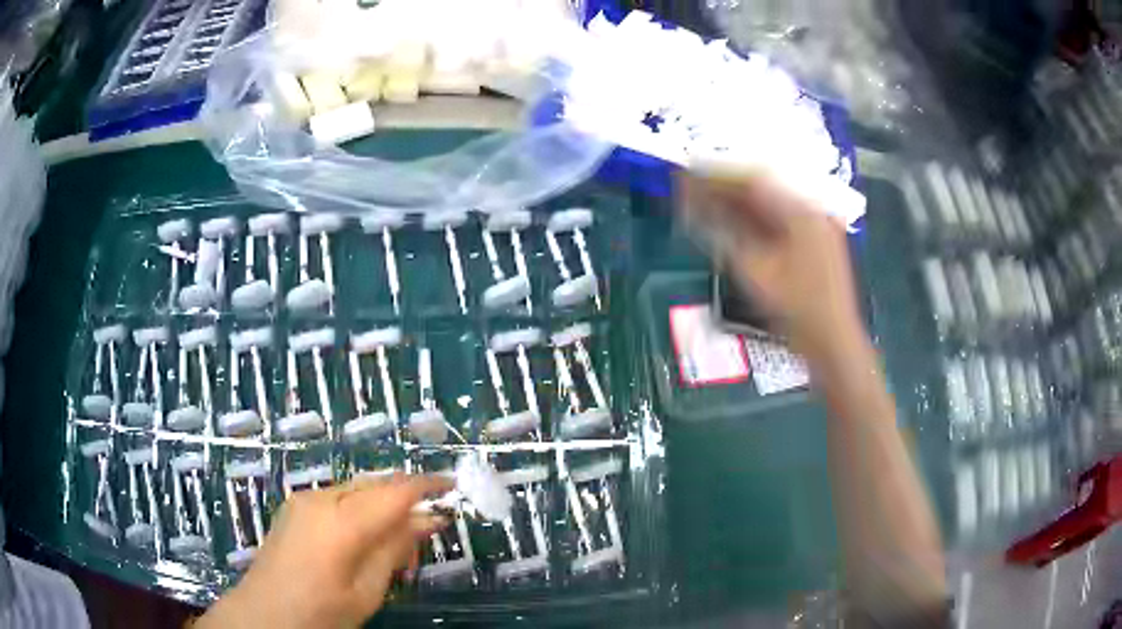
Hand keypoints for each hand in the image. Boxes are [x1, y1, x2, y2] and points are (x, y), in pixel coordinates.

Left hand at [197, 474, 452, 628]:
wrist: (262, 615)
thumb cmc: (320, 612)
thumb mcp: (367, 590)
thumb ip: (395, 548)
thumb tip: (426, 519)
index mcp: (342, 520)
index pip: (396, 491)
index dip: (429, 486)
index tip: (455, 488)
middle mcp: (321, 497)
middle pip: (376, 484)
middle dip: (406, 500)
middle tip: (426, 533)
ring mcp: (304, 499)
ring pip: (358, 489)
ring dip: (383, 507)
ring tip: (396, 546)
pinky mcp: (295, 507)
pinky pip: (338, 498)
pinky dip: (361, 511)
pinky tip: (365, 540)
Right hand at [678, 169, 863, 359]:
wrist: (832, 343)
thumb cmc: (796, 309)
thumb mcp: (754, 270)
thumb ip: (722, 232)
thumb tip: (692, 205)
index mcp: (802, 211)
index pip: (753, 180)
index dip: (717, 175)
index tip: (688, 174)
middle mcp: (811, 210)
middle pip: (761, 189)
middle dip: (725, 189)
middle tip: (691, 190)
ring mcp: (815, 226)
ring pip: (769, 205)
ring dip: (737, 204)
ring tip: (704, 205)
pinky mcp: (813, 242)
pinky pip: (779, 221)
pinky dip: (754, 221)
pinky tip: (732, 224)